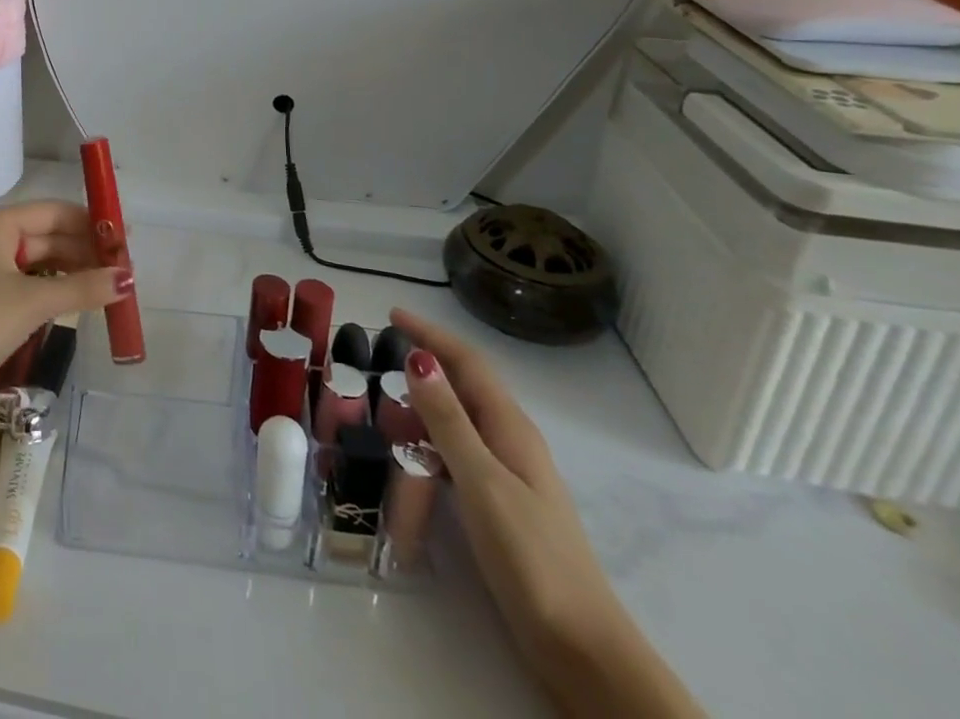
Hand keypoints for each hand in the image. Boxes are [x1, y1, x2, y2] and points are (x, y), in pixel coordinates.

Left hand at [0, 202, 128, 419]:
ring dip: (73, 272)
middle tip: (124, 270)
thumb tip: (128, 279)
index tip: (126, 240)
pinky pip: (28, 282)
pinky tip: (79, 301)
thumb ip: (83, 288)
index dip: (91, 223)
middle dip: (85, 251)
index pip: (54, 211)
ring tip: (109, 287)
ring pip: (40, 261)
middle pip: (48, 235)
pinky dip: (54, 289)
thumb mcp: (34, 302)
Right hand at [390, 308, 626, 682]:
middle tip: (378, 353)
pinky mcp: (501, 503)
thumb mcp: (481, 480)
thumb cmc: (530, 556)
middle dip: (426, 360)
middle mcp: (511, 440)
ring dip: (426, 399)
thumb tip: (418, 357)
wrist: (581, 646)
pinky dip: (431, 435)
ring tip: (383, 396)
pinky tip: (410, 451)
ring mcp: (509, 473)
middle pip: (465, 384)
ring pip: (461, 418)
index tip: (391, 313)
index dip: (431, 333)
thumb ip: (448, 420)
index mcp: (510, 427)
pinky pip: (459, 449)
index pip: (468, 362)